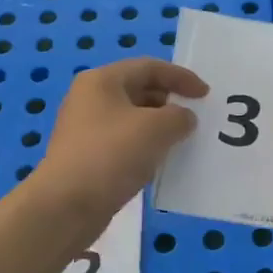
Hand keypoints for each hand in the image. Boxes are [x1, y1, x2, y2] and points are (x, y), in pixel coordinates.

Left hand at [34, 58, 208, 229]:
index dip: (181, 77)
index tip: (206, 95)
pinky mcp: (86, 157)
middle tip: (194, 118)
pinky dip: (145, 147)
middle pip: (139, 90)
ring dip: (159, 127)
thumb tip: (183, 119)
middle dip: (170, 101)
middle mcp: (89, 99)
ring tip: (182, 141)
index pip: (149, 67)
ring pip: (132, 119)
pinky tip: (159, 163)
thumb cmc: (112, 155)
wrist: (67, 205)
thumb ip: (179, 116)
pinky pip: (124, 143)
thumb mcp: (157, 128)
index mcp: (102, 80)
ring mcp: (85, 129)